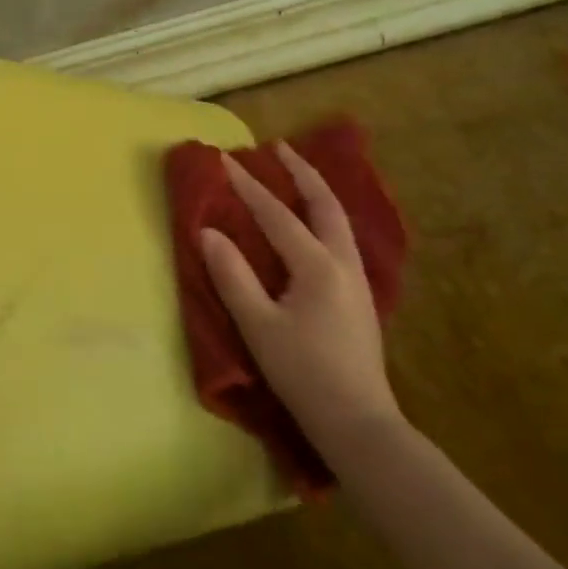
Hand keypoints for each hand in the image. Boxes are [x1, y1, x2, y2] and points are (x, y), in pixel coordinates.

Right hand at [198, 144, 399, 455]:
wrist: (357, 420)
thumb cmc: (302, 372)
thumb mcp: (258, 325)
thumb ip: (232, 276)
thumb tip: (208, 233)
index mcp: (317, 266)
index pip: (277, 215)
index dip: (249, 186)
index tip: (226, 160)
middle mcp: (343, 263)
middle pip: (324, 204)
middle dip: (301, 172)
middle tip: (278, 148)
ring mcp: (357, 279)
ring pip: (339, 220)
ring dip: (316, 192)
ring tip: (295, 175)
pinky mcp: (359, 296)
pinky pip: (341, 238)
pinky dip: (323, 216)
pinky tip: (313, 224)